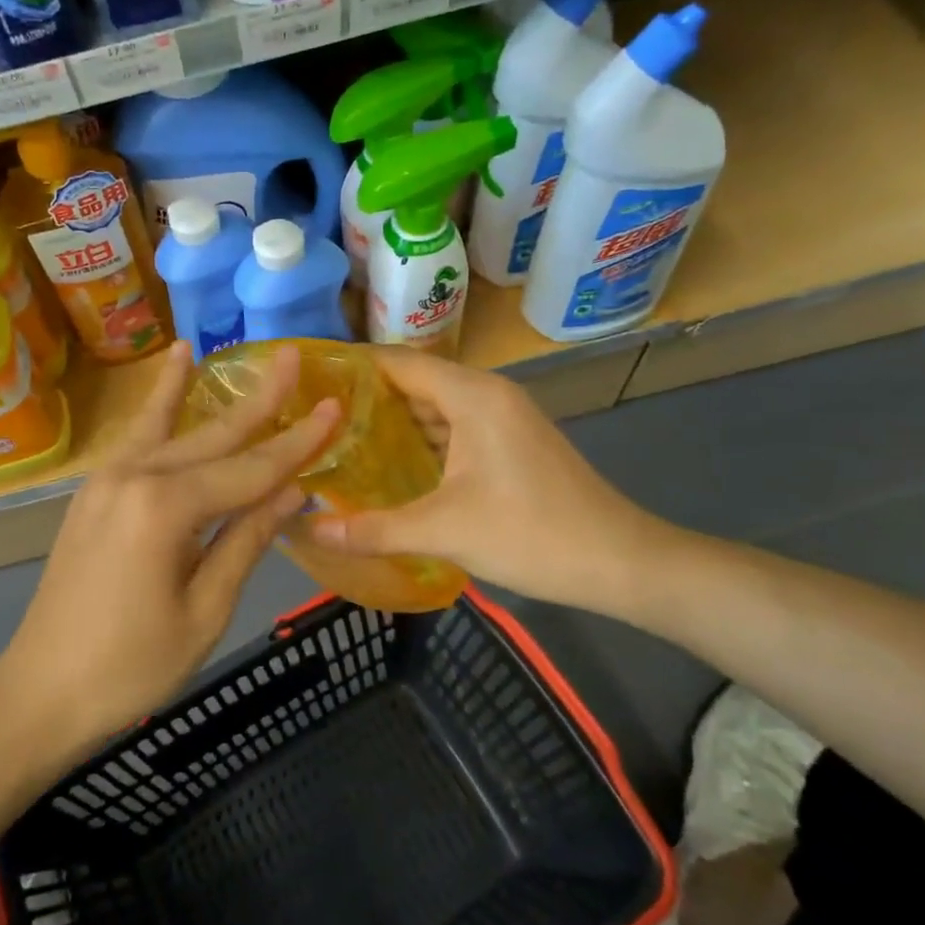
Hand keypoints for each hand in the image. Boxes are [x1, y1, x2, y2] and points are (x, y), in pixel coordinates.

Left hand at [0, 341, 338, 755]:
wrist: (40, 692)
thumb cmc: (132, 667)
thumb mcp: (205, 610)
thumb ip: (246, 540)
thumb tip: (291, 490)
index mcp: (166, 509)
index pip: (250, 470)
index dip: (297, 442)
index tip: (334, 405)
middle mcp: (134, 477)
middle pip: (213, 436)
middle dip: (260, 402)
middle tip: (295, 358)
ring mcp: (107, 480)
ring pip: (172, 429)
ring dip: (203, 391)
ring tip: (219, 347)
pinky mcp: (94, 492)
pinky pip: (138, 439)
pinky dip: (158, 405)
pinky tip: (169, 373)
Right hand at [308, 348, 671, 612]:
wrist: (618, 562)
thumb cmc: (530, 533)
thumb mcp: (443, 531)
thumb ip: (370, 529)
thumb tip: (306, 531)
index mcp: (472, 396)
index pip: (399, 362)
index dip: (353, 366)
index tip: (307, 381)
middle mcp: (488, 395)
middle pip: (415, 382)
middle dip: (366, 398)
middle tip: (313, 417)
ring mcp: (504, 420)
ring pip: (436, 408)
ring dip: (392, 422)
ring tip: (339, 440)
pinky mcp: (511, 445)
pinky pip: (454, 430)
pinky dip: (421, 441)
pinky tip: (390, 467)